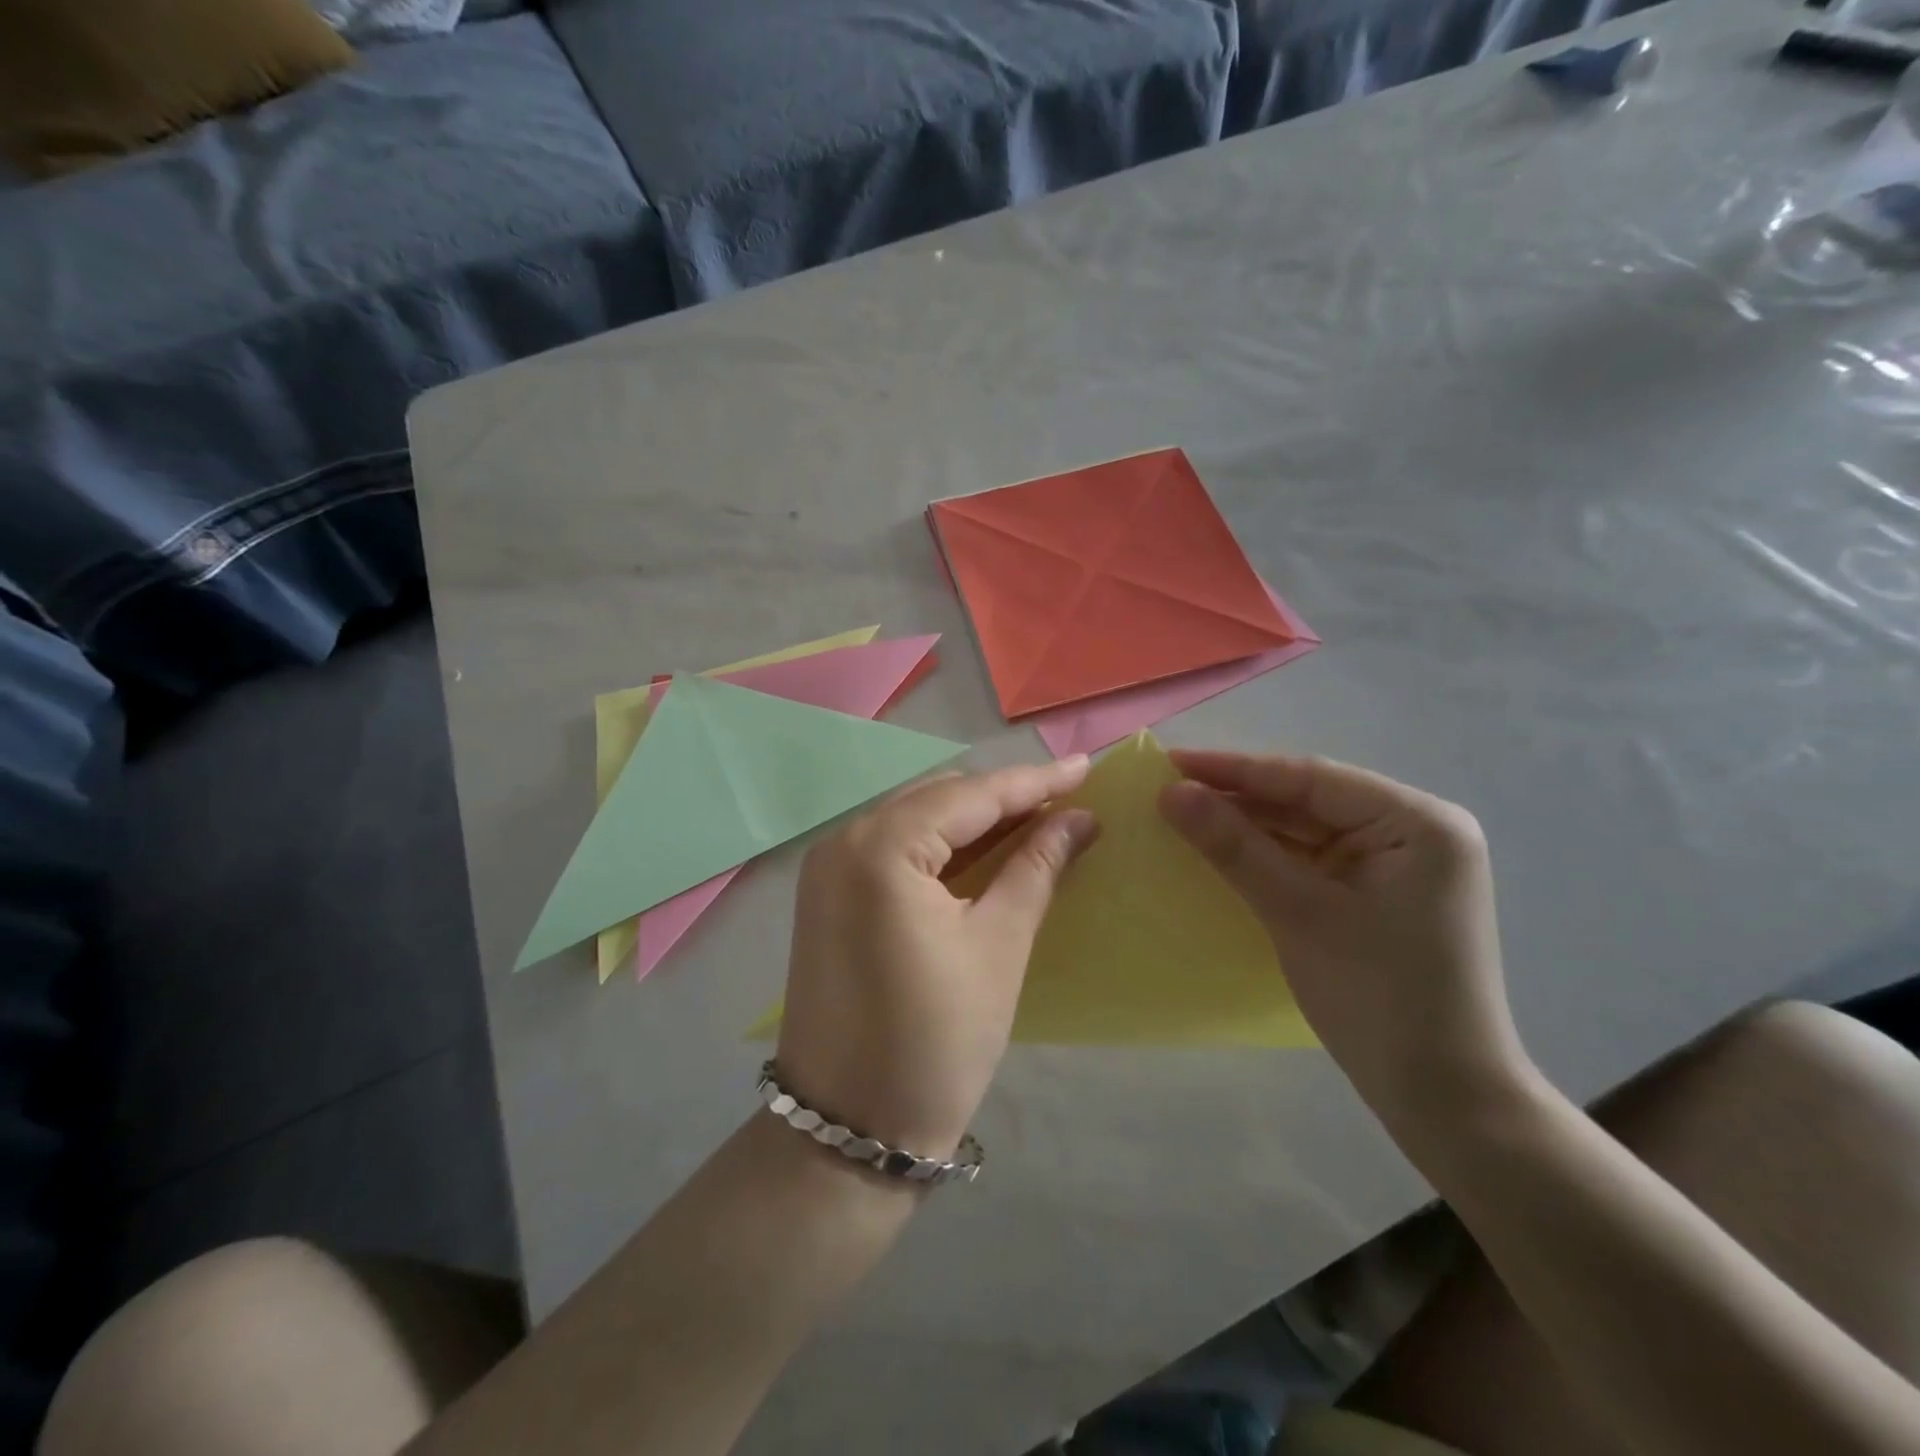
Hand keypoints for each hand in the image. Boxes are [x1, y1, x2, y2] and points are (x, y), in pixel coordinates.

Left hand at [777, 759, 1098, 1159]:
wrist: (849, 1129)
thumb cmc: (936, 1040)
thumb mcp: (999, 945)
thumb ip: (1036, 867)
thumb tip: (1078, 818)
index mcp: (880, 848)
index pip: (970, 795)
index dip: (1033, 781)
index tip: (1086, 768)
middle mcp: (843, 841)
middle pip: (938, 798)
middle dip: (1004, 796)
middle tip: (1067, 801)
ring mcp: (828, 868)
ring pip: (915, 819)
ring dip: (974, 819)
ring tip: (1038, 819)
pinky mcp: (828, 895)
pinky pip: (894, 848)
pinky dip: (942, 845)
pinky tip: (986, 850)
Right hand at [1159, 751, 1529, 1126]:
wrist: (1442, 1099)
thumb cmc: (1378, 997)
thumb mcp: (1298, 913)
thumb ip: (1234, 846)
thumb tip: (1171, 792)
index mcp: (1417, 821)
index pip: (1310, 778)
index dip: (1235, 769)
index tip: (1170, 762)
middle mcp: (1412, 830)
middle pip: (1308, 799)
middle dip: (1238, 797)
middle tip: (1167, 788)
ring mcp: (1395, 863)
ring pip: (1305, 828)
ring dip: (1247, 825)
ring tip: (1181, 812)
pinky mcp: (1376, 892)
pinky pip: (1311, 859)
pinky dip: (1266, 855)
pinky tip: (1219, 847)